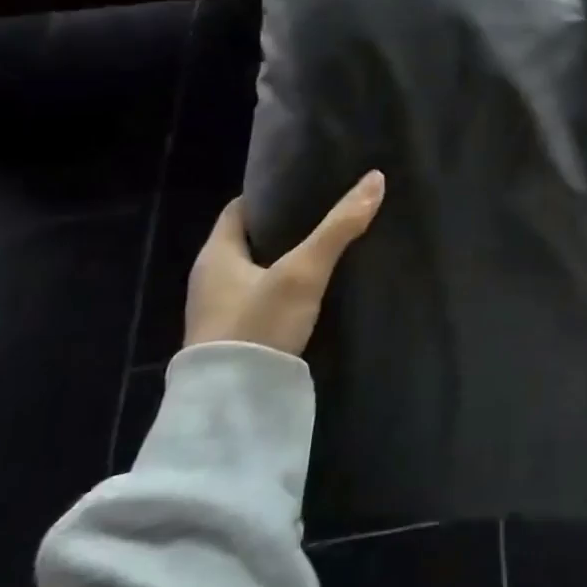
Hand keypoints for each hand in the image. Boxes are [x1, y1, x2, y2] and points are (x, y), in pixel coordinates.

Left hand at [185, 171, 385, 356]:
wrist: (232, 408)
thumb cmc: (258, 325)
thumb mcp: (303, 272)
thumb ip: (338, 227)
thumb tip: (376, 178)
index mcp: (215, 255)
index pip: (240, 209)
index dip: (270, 195)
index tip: (306, 186)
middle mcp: (210, 280)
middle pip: (250, 240)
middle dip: (285, 228)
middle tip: (327, 214)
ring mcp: (220, 314)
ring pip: (257, 273)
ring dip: (285, 261)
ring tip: (328, 248)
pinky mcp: (236, 340)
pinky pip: (262, 300)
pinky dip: (285, 290)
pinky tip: (314, 291)